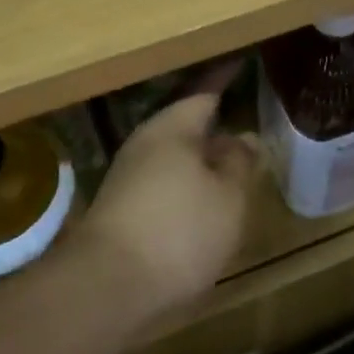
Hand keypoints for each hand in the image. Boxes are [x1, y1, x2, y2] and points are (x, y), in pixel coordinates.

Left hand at [76, 82, 257, 322]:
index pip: (203, 93)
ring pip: (173, 158)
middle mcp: (145, 145)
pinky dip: (186, 186)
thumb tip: (243, 138)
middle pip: (185, 126)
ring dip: (201, 160)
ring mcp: (128, 179)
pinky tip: (204, 204)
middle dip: (214, 126)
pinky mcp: (121, 211)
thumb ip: (239, 163)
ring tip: (232, 167)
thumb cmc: (179, 231)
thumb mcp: (228, 197)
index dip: (224, 80)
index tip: (241, 64)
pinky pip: (163, 184)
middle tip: (246, 125)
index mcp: (172, 129)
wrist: (107, 289)